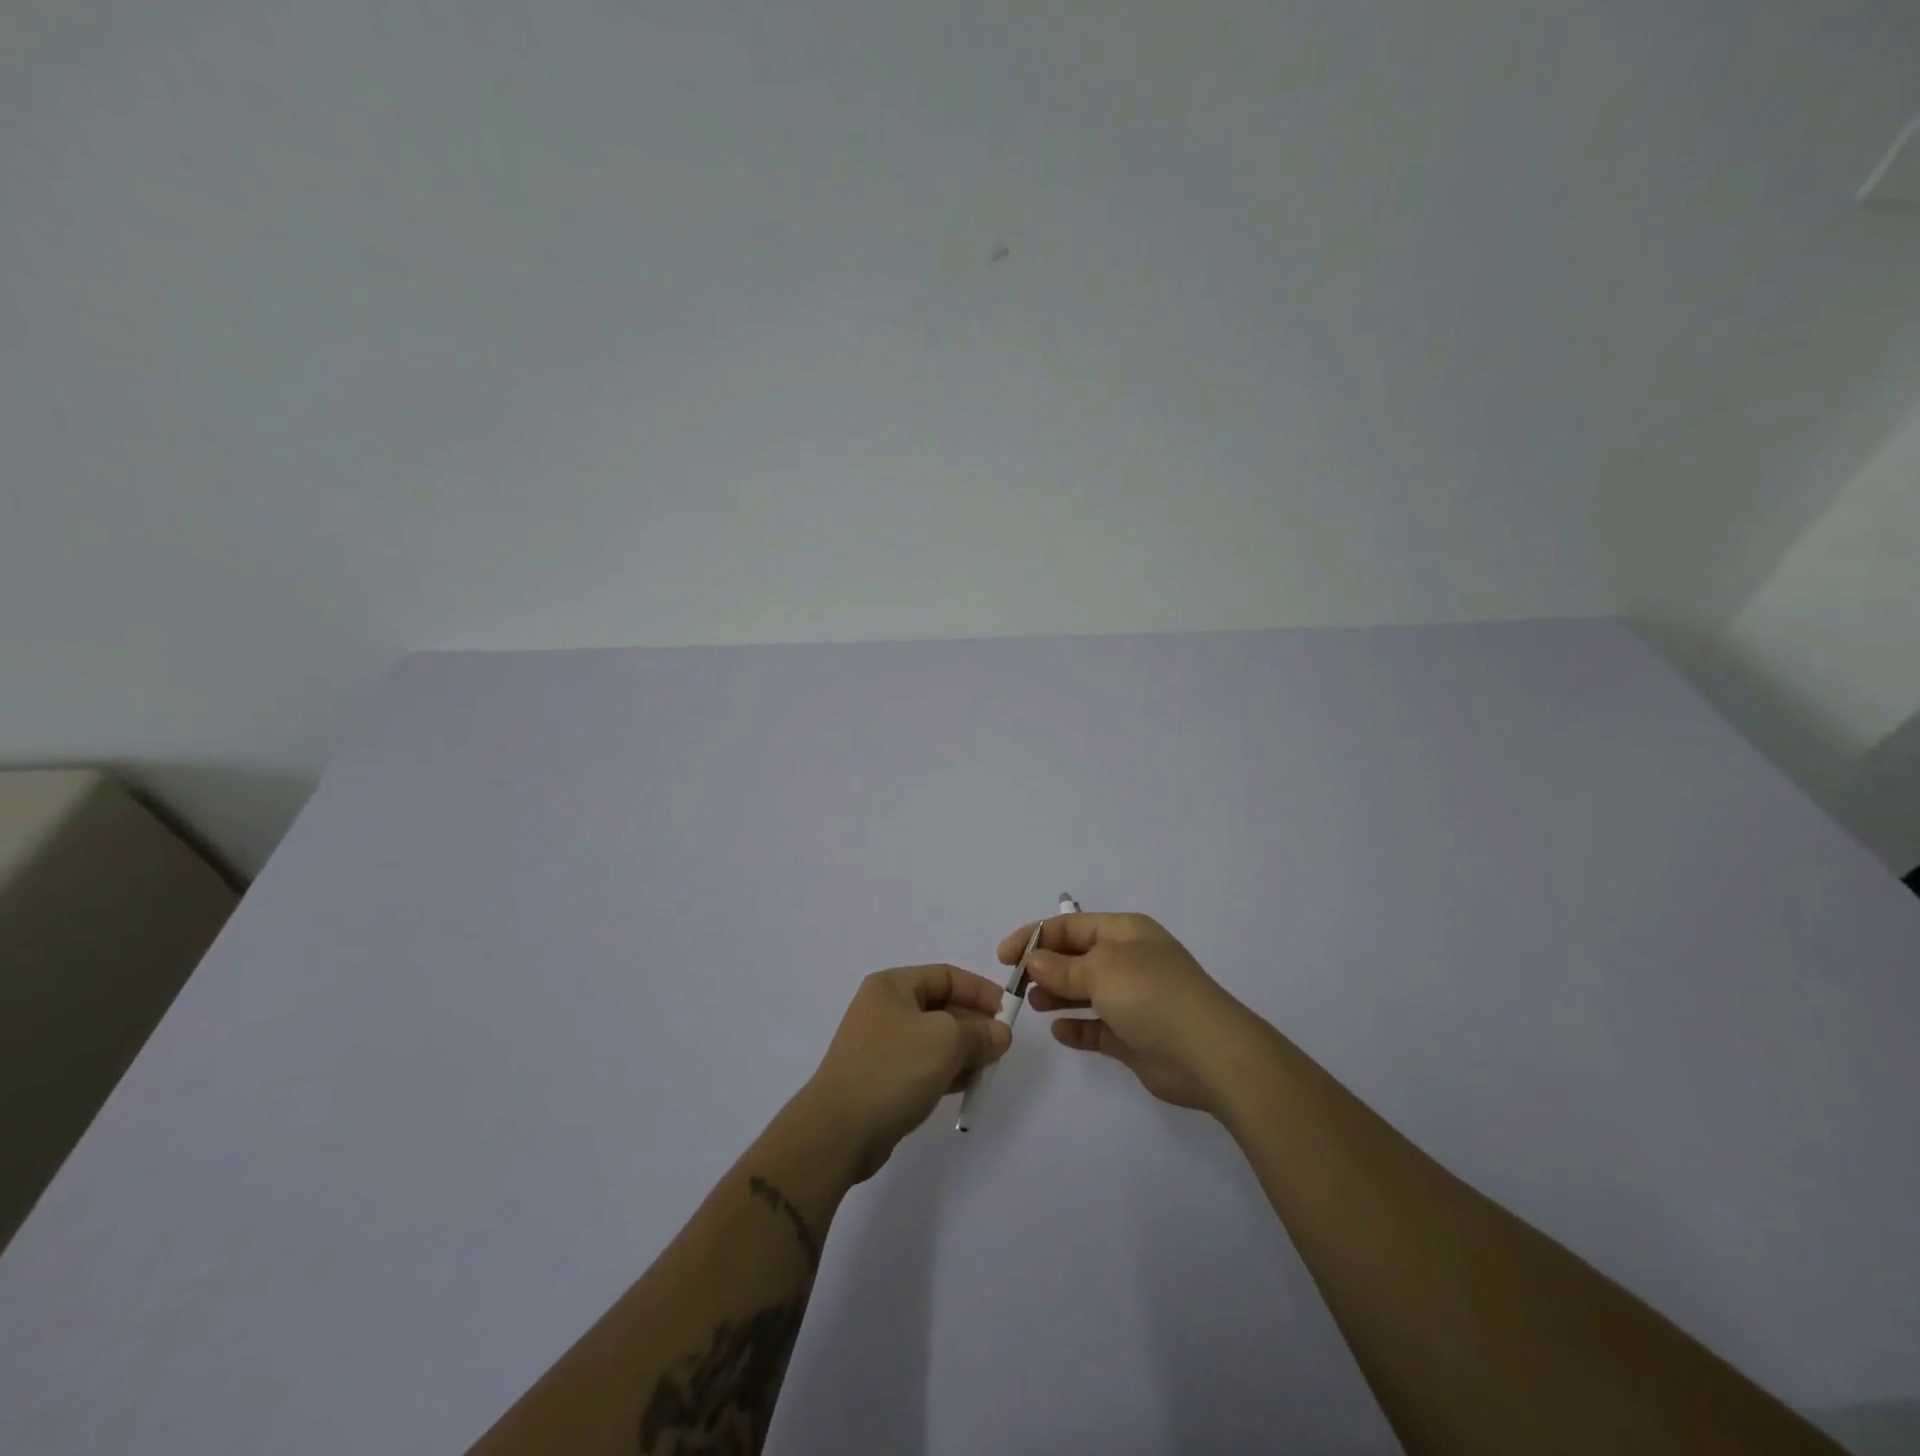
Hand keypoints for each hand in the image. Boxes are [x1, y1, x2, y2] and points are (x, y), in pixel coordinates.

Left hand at [802, 965, 1011, 1179]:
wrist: (839, 1131)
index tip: (1009, 1012)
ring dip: (964, 1050)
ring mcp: (882, 1046)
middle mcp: (885, 1009)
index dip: (980, 990)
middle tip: (1002, 1046)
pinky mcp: (883, 1079)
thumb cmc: (893, 1068)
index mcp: (892, 986)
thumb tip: (1000, 1034)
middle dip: (974, 1024)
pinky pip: (924, 1065)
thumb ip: (979, 1032)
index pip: (946, 975)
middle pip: (941, 1007)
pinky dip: (947, 1071)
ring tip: (988, 1067)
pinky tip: (966, 1085)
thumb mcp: (946, 1040)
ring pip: (935, 1039)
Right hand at [1000, 913, 1257, 1115]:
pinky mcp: (1134, 1036)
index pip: (1070, 926)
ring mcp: (1133, 999)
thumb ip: (1062, 967)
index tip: (1004, 957)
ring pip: (1084, 991)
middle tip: (1017, 985)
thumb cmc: (1151, 995)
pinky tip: (1059, 1031)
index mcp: (1124, 933)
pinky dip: (1077, 1026)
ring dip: (1057, 995)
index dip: (1035, 937)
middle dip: (1044, 967)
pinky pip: (1097, 1026)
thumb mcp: (1101, 970)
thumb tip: (1035, 961)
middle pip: (1076, 957)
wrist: (1208, 1053)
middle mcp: (1128, 960)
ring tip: (1033, 1004)